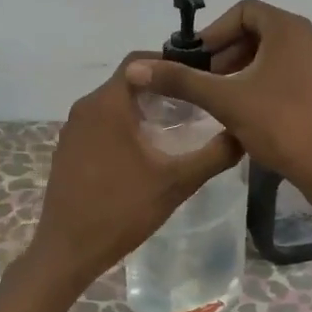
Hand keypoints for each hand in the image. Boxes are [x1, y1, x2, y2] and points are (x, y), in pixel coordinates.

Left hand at [0, 54, 242, 311]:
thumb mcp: (176, 183)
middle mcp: (85, 108)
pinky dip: (125, 126)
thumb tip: (243, 133)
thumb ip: (213, 155)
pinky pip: (101, 124)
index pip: (141, 61)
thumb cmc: (122, 211)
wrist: (68, 250)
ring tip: (178, 126)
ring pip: (114, 104)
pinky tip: (147, 151)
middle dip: (163, 88)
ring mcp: (72, 129)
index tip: (202, 78)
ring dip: (144, 108)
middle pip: (128, 81)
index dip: (173, 64)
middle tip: (197, 104)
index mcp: (107, 104)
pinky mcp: (67, 150)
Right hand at [124, 0, 311, 191]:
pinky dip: (263, 82)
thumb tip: (136, 68)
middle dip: (227, 52)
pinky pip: (287, 72)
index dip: (215, 32)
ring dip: (243, 69)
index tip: (197, 60)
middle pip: (258, 31)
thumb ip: (181, 80)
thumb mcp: (224, 100)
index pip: (244, 11)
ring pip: (273, 54)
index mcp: (288, 29)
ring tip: (222, 97)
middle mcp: (309, 37)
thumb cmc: (278, 124)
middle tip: (205, 80)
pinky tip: (248, 111)